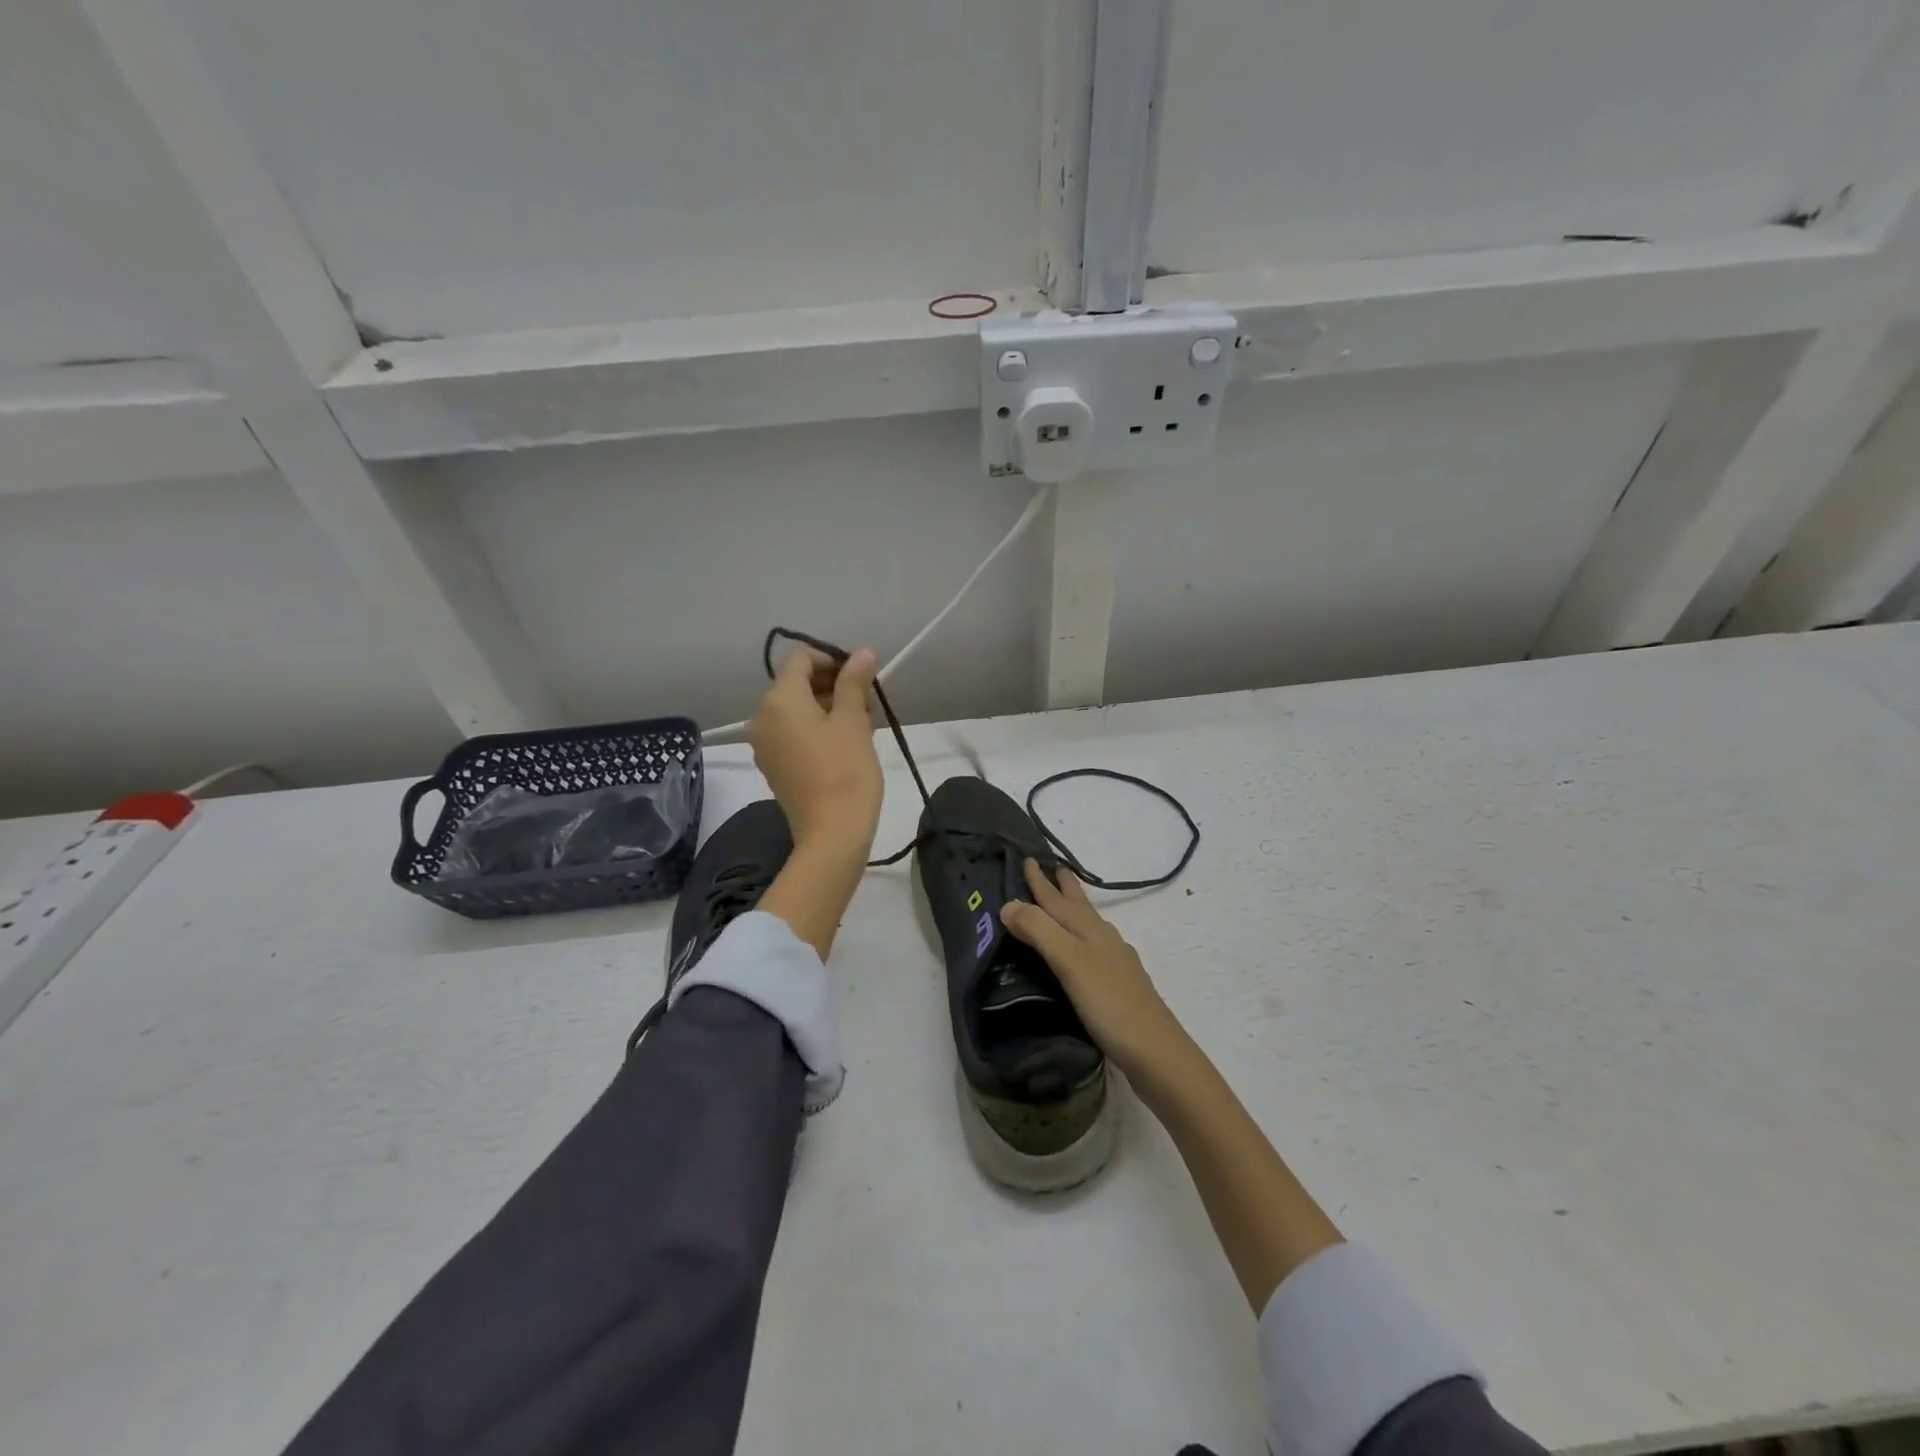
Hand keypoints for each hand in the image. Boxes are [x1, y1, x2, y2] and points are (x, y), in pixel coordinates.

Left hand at [750, 645, 883, 855]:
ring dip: (829, 708)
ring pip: (797, 710)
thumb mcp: (853, 720)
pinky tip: (845, 745)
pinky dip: (816, 729)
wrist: (831, 833)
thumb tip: (862, 652)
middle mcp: (762, 717)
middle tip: (868, 704)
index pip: (802, 659)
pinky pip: (793, 733)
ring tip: (863, 726)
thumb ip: (854, 681)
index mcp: (779, 700)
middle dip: (834, 686)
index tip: (862, 677)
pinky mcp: (773, 765)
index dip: (833, 659)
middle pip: (797, 684)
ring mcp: (764, 744)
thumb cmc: (845, 771)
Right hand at [1000, 859, 1190, 1081]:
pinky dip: (1082, 940)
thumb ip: (1039, 931)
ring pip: (1089, 926)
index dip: (1040, 882)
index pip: (1058, 900)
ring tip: (1066, 902)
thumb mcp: (1069, 962)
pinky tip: (1084, 953)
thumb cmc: (1109, 1004)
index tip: (1028, 858)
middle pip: (1079, 907)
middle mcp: (1104, 940)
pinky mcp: (1119, 987)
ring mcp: (1116, 963)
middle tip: (1054, 867)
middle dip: (1064, 888)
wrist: (1156, 1053)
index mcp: (1090, 931)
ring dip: (1074, 910)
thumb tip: (1008, 904)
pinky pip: (1094, 949)